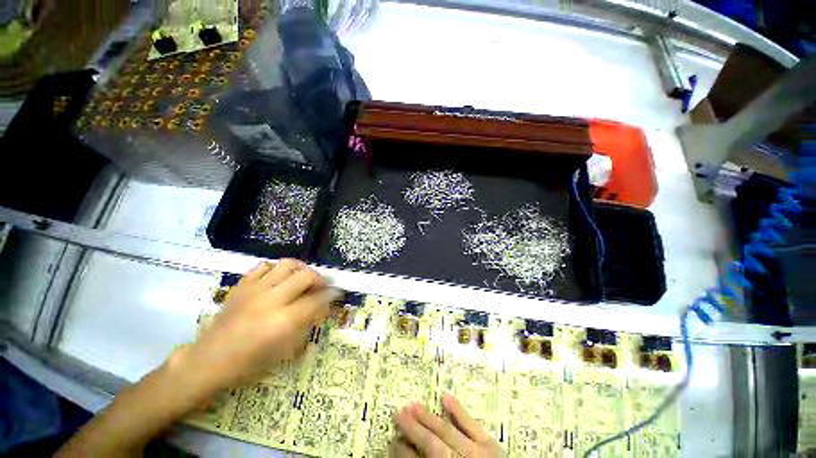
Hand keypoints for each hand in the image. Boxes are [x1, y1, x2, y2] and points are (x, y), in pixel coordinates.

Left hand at [171, 260, 340, 399]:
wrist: (209, 360)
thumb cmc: (249, 363)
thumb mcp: (285, 350)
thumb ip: (306, 323)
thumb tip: (321, 306)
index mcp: (284, 321)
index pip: (317, 299)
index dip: (331, 294)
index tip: (337, 292)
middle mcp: (272, 300)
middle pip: (306, 276)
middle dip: (320, 278)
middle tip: (322, 285)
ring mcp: (255, 290)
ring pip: (287, 264)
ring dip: (301, 269)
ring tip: (303, 277)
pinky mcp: (242, 285)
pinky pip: (264, 266)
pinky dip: (277, 268)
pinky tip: (279, 278)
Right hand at [392, 393, 502, 457]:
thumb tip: (407, 455)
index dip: (403, 451)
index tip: (394, 440)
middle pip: (430, 442)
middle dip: (412, 428)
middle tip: (399, 414)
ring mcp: (476, 451)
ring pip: (446, 429)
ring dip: (428, 417)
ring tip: (413, 405)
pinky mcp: (490, 444)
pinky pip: (471, 423)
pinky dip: (457, 409)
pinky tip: (445, 396)